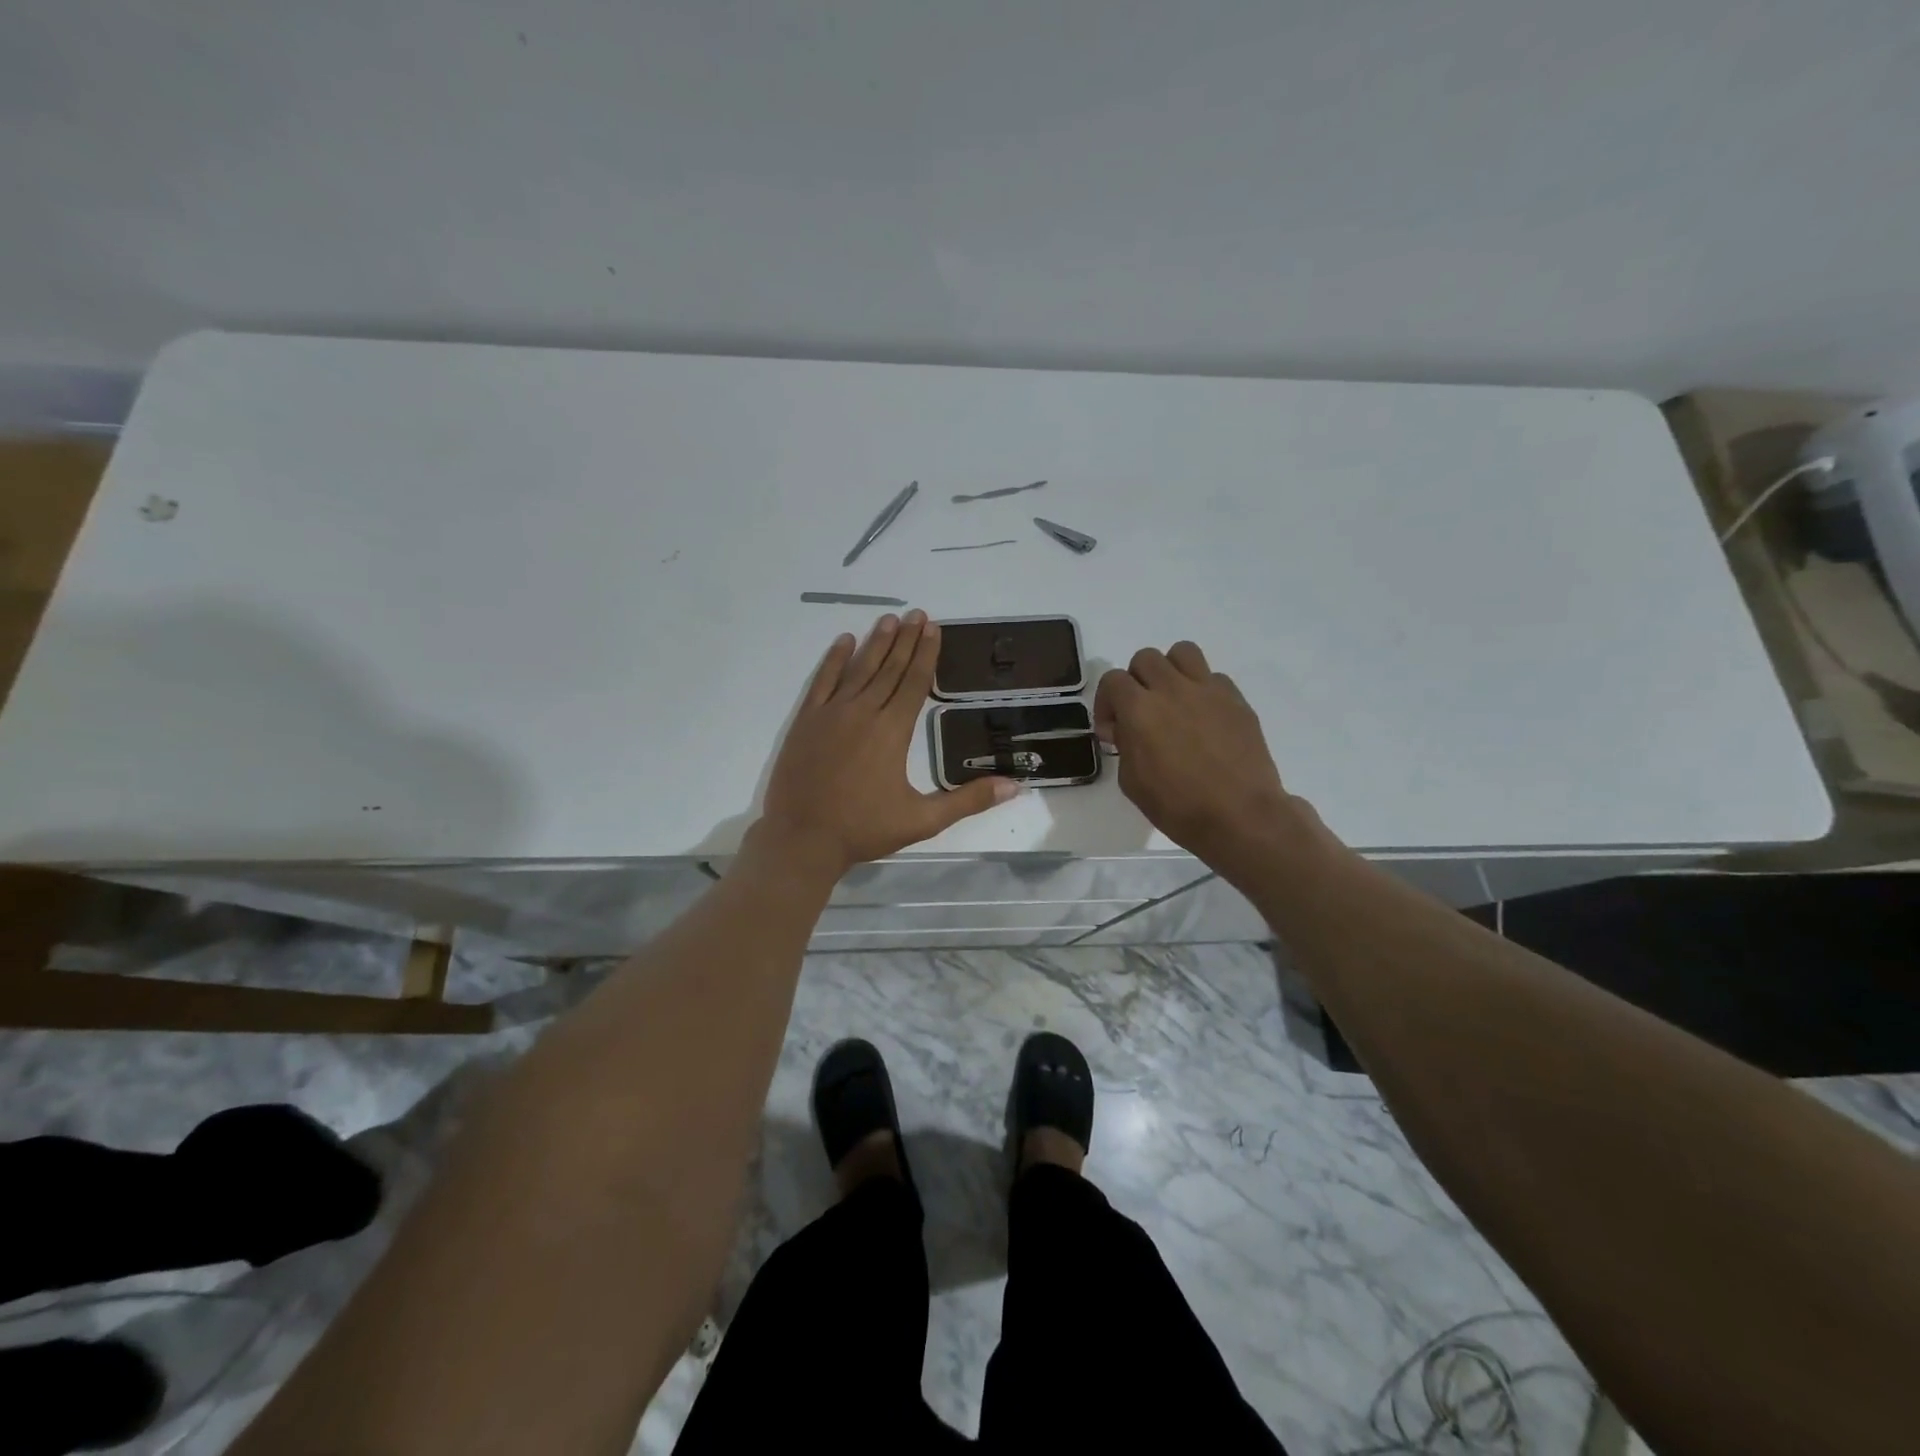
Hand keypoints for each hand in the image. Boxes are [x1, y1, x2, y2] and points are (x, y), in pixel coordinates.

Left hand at [758, 612, 1018, 874]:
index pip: (914, 682)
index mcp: (892, 731)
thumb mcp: (923, 820)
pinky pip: (822, 681)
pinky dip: (834, 660)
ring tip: (889, 618)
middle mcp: (863, 712)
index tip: (933, 628)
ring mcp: (831, 714)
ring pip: (858, 669)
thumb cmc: (864, 829)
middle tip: (917, 614)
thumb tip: (1015, 787)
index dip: (926, 654)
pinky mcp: (806, 721)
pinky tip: (844, 641)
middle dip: (905, 640)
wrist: (802, 839)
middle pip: (889, 668)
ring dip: (876, 643)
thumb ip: (968, 801)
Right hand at [1094, 642, 1310, 880]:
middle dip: (1136, 682)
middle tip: (1141, 712)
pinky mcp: (1236, 700)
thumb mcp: (1132, 782)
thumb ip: (1125, 745)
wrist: (1240, 816)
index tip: (1114, 730)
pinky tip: (1204, 718)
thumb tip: (1127, 729)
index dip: (1107, 702)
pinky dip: (1202, 690)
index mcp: (1140, 709)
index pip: (1112, 680)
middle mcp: (1172, 689)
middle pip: (1145, 658)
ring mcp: (1208, 690)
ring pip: (1182, 652)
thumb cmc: (1178, 807)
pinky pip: (1214, 677)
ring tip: (1173, 699)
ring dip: (1170, 671)